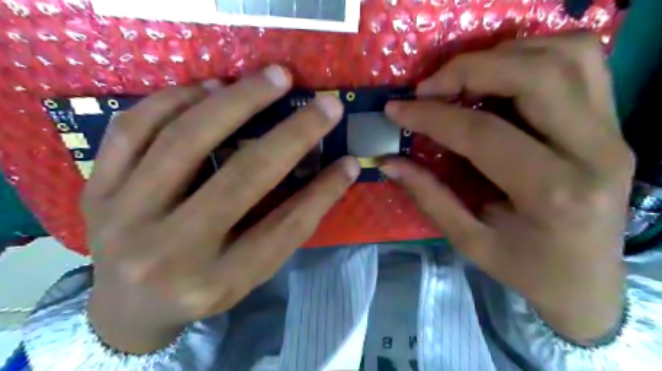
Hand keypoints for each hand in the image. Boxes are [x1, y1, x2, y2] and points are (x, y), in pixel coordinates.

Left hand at [84, 65, 360, 352]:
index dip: (323, 192)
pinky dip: (175, 99)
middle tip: (322, 104)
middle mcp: (170, 253)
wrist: (126, 306)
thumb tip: (331, 175)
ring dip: (236, 101)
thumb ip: (285, 227)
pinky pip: (132, 130)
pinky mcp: (95, 189)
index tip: (348, 161)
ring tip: (269, 78)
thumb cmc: (201, 289)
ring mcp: (124, 217)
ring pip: (184, 141)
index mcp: (216, 280)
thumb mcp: (249, 273)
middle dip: (291, 134)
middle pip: (241, 178)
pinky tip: (209, 87)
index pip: (284, 228)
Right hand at [381, 33, 632, 341]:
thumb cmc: (526, 269)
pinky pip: (582, 61)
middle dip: (469, 70)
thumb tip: (389, 161)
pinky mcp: (613, 122)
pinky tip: (500, 75)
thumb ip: (428, 196)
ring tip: (461, 78)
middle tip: (428, 87)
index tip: (397, 109)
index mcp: (553, 195)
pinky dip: (535, 53)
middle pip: (535, 76)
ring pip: (567, 55)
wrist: (588, 281)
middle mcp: (595, 153)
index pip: (483, 133)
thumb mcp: (469, 241)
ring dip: (503, 55)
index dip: (432, 116)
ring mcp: (613, 131)